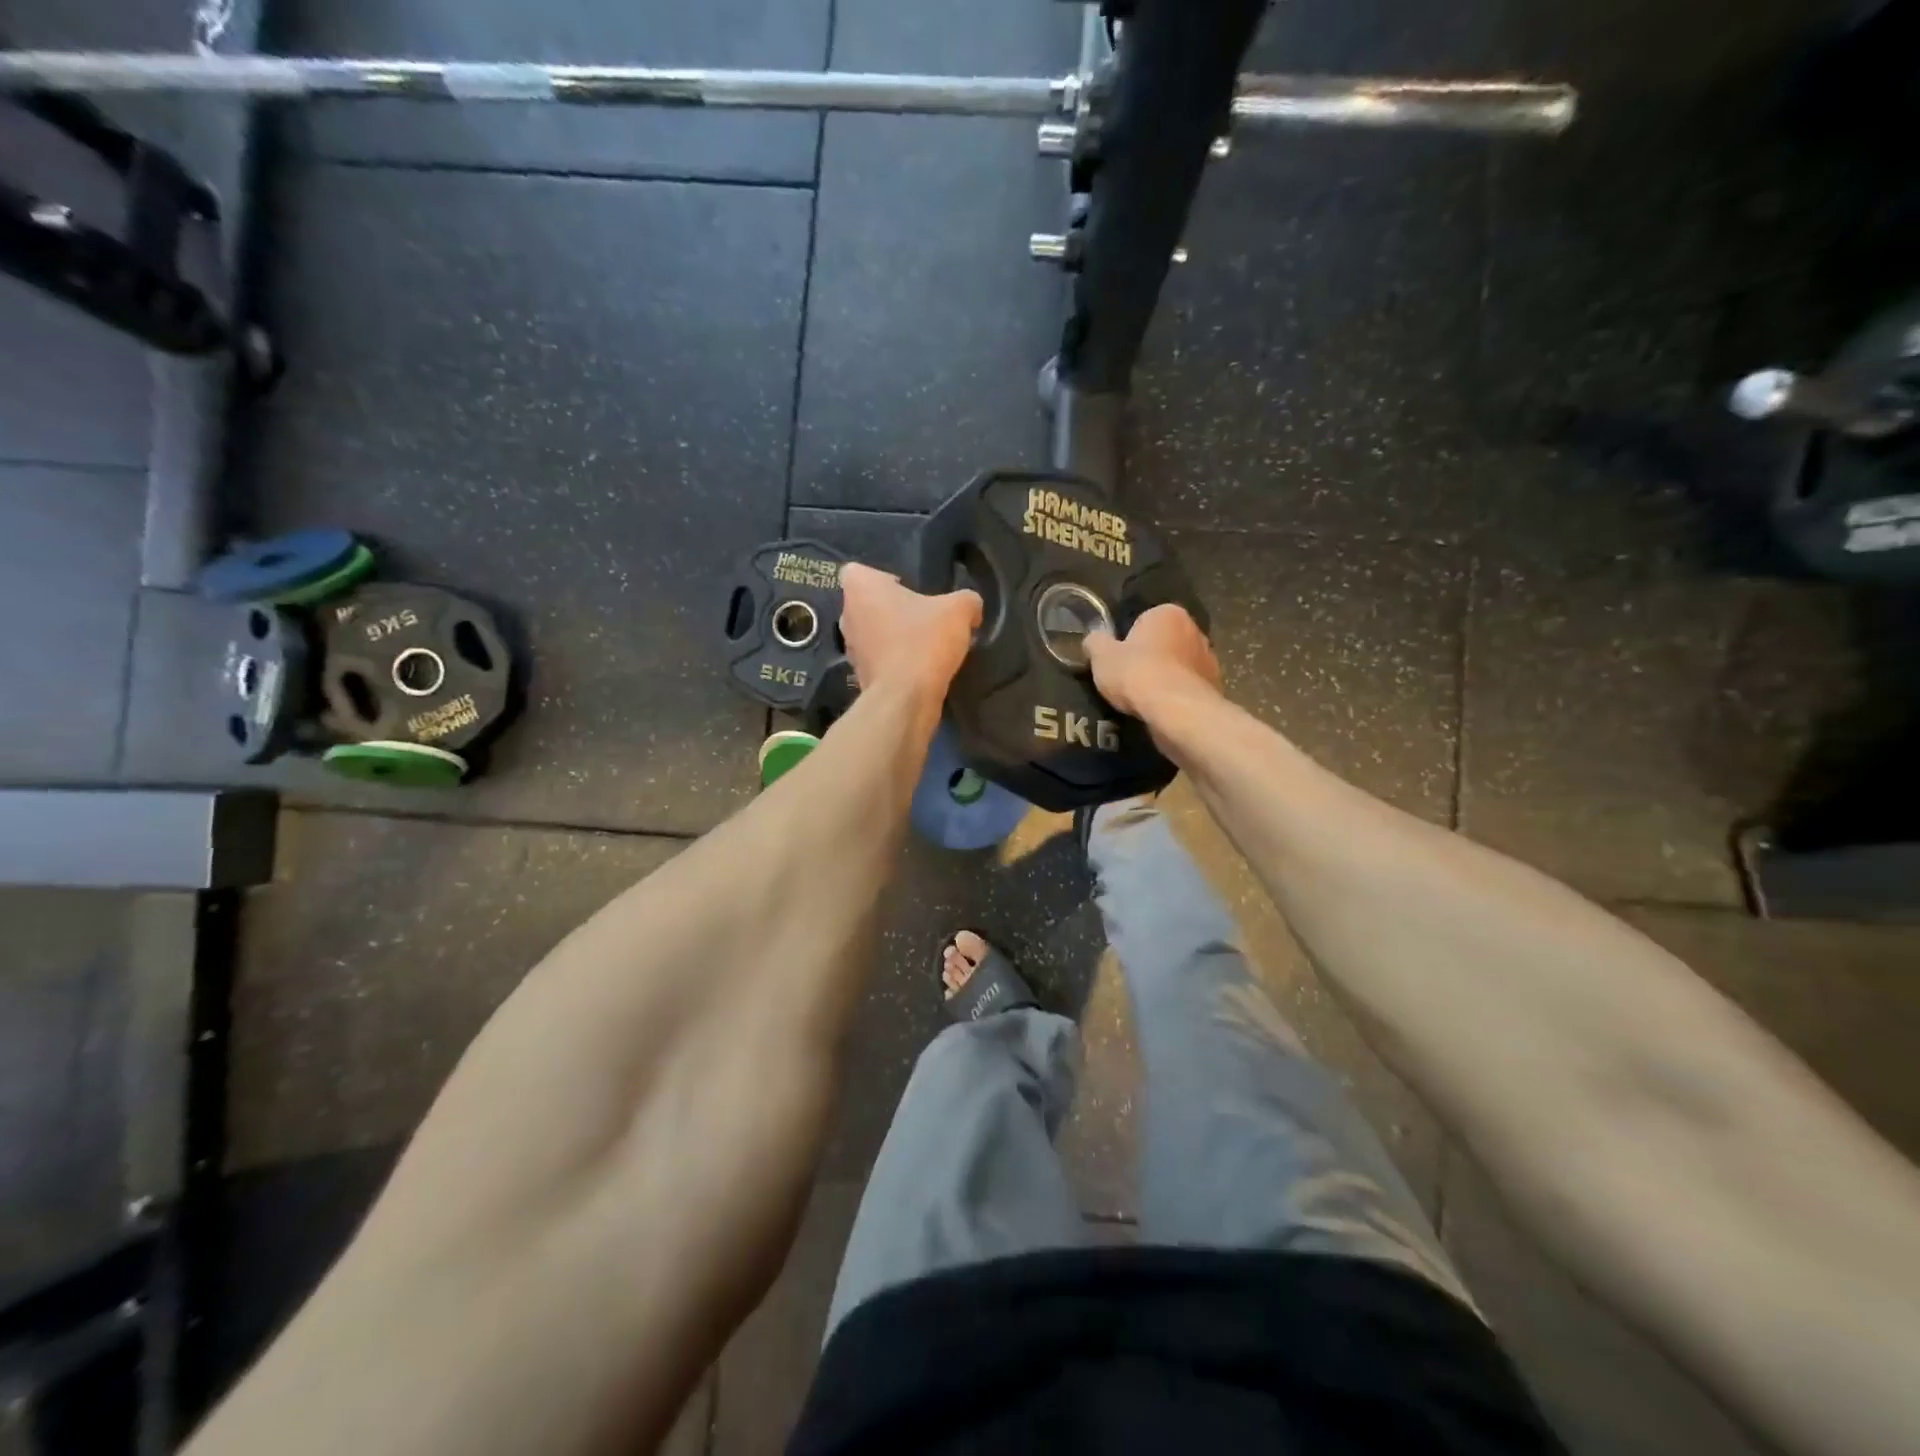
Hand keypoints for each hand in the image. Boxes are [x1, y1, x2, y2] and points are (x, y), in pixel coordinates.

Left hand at [838, 563, 981, 708]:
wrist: (906, 699)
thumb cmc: (924, 641)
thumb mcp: (958, 611)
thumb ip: (967, 600)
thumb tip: (971, 608)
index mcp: (861, 588)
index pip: (858, 571)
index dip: (881, 577)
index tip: (906, 588)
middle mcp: (847, 615)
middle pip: (867, 604)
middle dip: (890, 609)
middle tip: (921, 616)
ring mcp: (850, 649)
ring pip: (872, 634)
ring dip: (892, 637)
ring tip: (924, 644)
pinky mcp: (860, 676)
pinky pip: (879, 660)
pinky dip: (894, 663)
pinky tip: (919, 669)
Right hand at [1084, 605, 1220, 718]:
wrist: (1177, 711)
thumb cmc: (1137, 673)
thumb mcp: (1101, 656)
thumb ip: (1095, 642)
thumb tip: (1094, 639)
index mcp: (1168, 613)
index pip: (1144, 621)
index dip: (1128, 641)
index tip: (1118, 660)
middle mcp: (1195, 629)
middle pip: (1164, 642)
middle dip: (1150, 657)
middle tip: (1128, 679)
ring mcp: (1209, 658)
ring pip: (1178, 666)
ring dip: (1165, 677)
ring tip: (1144, 699)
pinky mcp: (1215, 686)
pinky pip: (1187, 688)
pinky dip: (1176, 696)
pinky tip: (1162, 710)